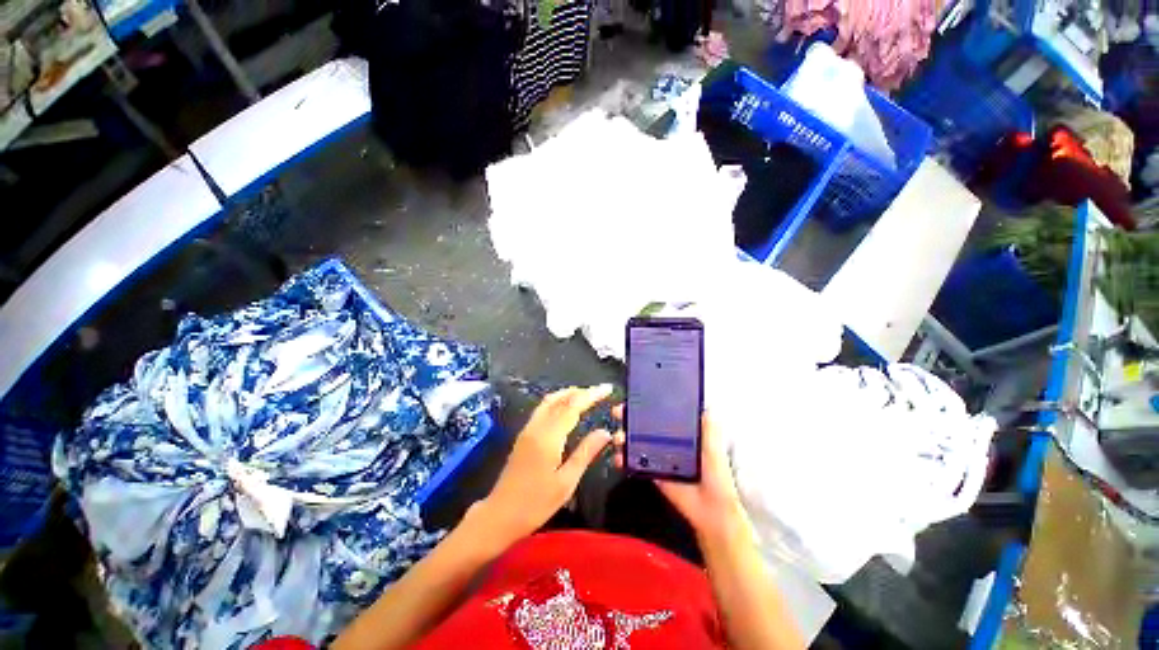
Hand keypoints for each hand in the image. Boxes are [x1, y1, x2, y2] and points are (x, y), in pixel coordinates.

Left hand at [475, 385, 613, 545]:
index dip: (591, 395)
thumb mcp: (566, 482)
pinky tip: (566, 409)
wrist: (499, 515)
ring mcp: (528, 429)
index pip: (573, 406)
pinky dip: (558, 402)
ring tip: (586, 396)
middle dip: (581, 392)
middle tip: (599, 392)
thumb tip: (605, 432)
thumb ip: (585, 453)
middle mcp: (537, 427)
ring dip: (568, 394)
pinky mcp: (523, 435)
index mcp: (549, 437)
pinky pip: (543, 409)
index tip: (607, 389)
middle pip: (560, 399)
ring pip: (549, 401)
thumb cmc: (536, 504)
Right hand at [612, 406, 746, 538]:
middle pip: (644, 426)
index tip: (635, 398)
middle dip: (629, 418)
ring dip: (623, 437)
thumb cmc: (716, 476)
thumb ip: (709, 428)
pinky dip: (624, 459)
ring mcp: (658, 457)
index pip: (660, 415)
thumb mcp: (714, 447)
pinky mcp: (652, 472)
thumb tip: (708, 405)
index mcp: (681, 433)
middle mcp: (668, 442)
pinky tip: (619, 457)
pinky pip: (634, 463)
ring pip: (635, 442)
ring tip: (619, 437)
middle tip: (619, 413)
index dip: (647, 406)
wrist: (711, 509)